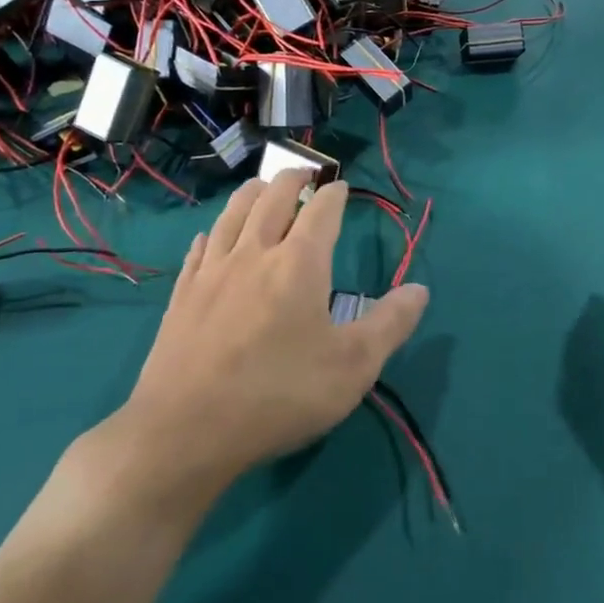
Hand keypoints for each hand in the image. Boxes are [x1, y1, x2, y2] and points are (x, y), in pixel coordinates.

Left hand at [86, 172, 428, 513]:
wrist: (185, 431)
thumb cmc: (280, 394)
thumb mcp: (353, 366)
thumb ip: (391, 323)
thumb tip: (420, 289)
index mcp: (299, 264)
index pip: (320, 211)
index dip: (334, 194)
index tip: (341, 187)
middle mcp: (254, 254)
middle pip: (272, 199)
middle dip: (291, 179)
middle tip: (303, 172)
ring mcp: (212, 273)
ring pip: (232, 215)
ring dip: (251, 193)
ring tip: (261, 186)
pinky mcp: (182, 297)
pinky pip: (199, 250)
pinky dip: (212, 233)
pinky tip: (210, 236)